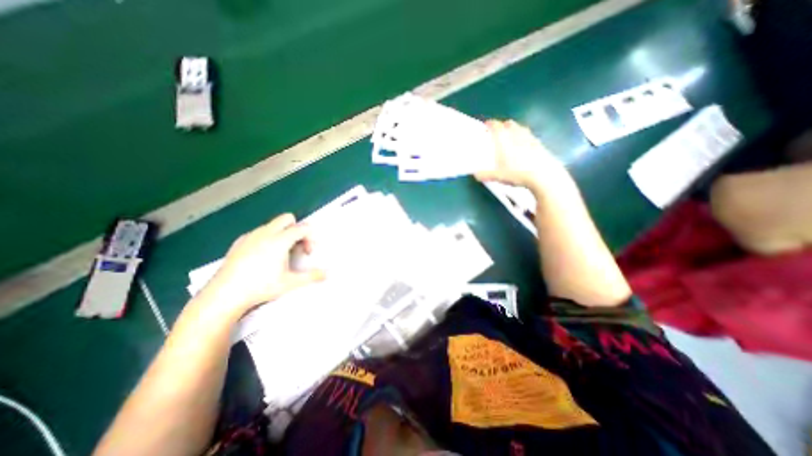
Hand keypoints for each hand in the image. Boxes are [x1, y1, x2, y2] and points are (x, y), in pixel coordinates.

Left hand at [197, 214, 324, 317]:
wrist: (224, 295)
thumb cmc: (260, 287)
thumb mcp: (290, 283)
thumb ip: (311, 276)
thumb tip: (327, 273)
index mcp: (280, 240)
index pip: (302, 228)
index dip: (310, 237)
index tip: (308, 252)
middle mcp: (266, 233)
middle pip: (287, 218)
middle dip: (296, 229)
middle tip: (296, 247)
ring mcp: (251, 236)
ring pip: (273, 225)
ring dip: (283, 233)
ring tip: (280, 254)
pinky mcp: (240, 241)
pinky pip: (260, 232)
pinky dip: (267, 238)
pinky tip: (262, 256)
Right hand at [478, 120, 573, 194]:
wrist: (543, 175)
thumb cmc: (517, 173)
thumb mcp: (498, 176)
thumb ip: (485, 174)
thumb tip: (475, 175)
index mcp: (505, 140)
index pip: (496, 126)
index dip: (490, 124)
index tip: (486, 124)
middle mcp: (517, 135)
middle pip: (510, 124)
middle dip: (503, 125)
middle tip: (498, 132)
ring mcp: (530, 139)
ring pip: (521, 128)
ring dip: (515, 129)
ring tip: (511, 136)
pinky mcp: (540, 145)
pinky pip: (530, 136)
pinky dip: (524, 138)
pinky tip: (524, 146)